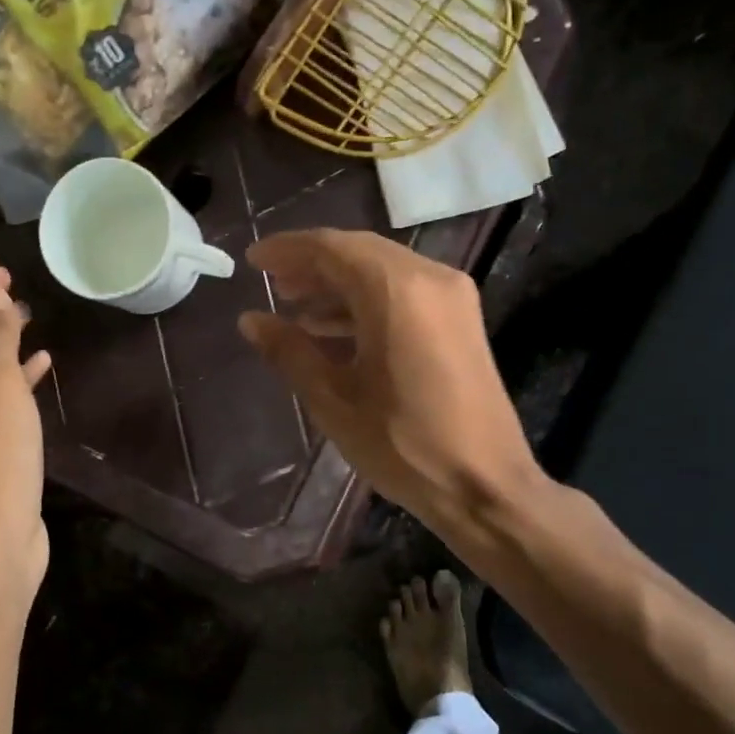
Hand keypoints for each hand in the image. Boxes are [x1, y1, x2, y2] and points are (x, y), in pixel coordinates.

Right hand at [237, 230, 539, 527]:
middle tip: (272, 284)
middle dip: (312, 264)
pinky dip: (367, 301)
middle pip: (359, 252)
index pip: (331, 248)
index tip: (253, 261)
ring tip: (295, 308)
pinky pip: (405, 292)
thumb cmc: (403, 444)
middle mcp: (429, 278)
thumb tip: (250, 320)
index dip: (287, 250)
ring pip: (383, 270)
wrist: (485, 485)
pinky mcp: (461, 320)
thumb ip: (289, 351)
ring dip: (338, 284)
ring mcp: (452, 297)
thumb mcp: (334, 399)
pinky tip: (334, 329)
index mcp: (396, 291)